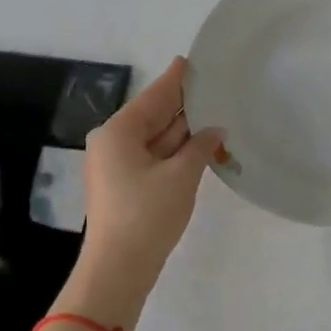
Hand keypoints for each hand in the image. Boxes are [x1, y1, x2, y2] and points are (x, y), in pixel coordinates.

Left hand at [80, 57, 223, 285]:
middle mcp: (114, 142)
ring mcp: (119, 165)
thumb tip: (216, 130)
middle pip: (154, 115)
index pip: (154, 96)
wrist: (118, 270)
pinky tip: (202, 143)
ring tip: (216, 110)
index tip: (192, 60)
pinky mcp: (127, 185)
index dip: (176, 79)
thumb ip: (200, 146)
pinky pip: (155, 156)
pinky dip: (178, 150)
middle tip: (214, 85)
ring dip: (184, 130)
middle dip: (184, 104)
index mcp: (119, 132)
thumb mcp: (181, 176)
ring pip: (157, 137)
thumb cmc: (147, 215)